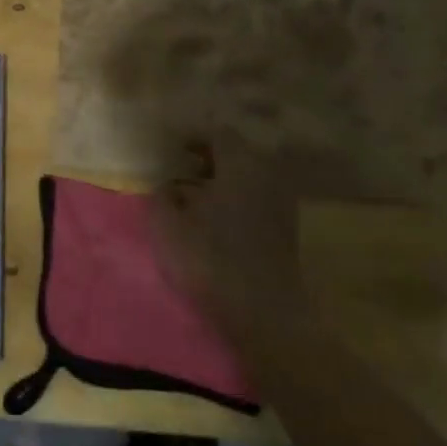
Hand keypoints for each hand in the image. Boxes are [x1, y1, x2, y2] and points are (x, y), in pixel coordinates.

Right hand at [156, 140, 307, 335]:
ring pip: (247, 177)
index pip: (219, 133)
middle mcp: (266, 176)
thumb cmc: (210, 259)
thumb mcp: (167, 224)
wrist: (261, 312)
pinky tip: (213, 216)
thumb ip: (162, 195)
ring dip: (222, 179)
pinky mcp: (284, 230)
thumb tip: (168, 184)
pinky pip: (255, 198)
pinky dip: (235, 198)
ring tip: (193, 193)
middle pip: (237, 152)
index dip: (193, 136)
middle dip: (208, 157)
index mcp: (240, 165)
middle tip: (180, 167)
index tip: (172, 147)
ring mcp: (280, 203)